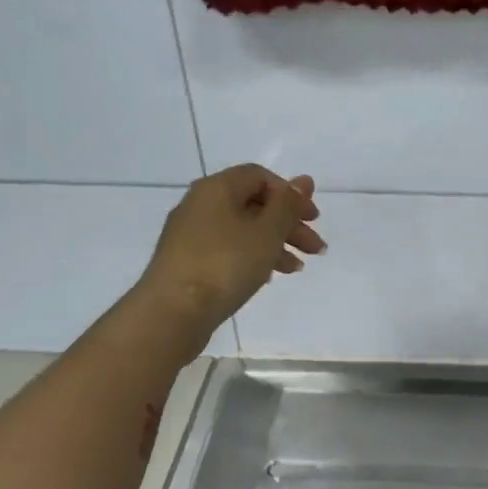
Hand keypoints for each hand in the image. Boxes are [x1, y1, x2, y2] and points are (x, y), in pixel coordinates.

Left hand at [138, 164, 323, 344]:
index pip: (260, 176)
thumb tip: (304, 180)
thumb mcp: (266, 232)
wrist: (172, 312)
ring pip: (243, 229)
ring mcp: (191, 233)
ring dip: (275, 244)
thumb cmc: (225, 264)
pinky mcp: (187, 260)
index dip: (290, 194)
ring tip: (297, 268)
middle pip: (253, 203)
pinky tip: (268, 277)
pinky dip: (252, 256)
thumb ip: (288, 205)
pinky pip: (227, 248)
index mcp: (217, 188)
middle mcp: (200, 203)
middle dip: (288, 224)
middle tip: (315, 248)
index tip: (312, 218)